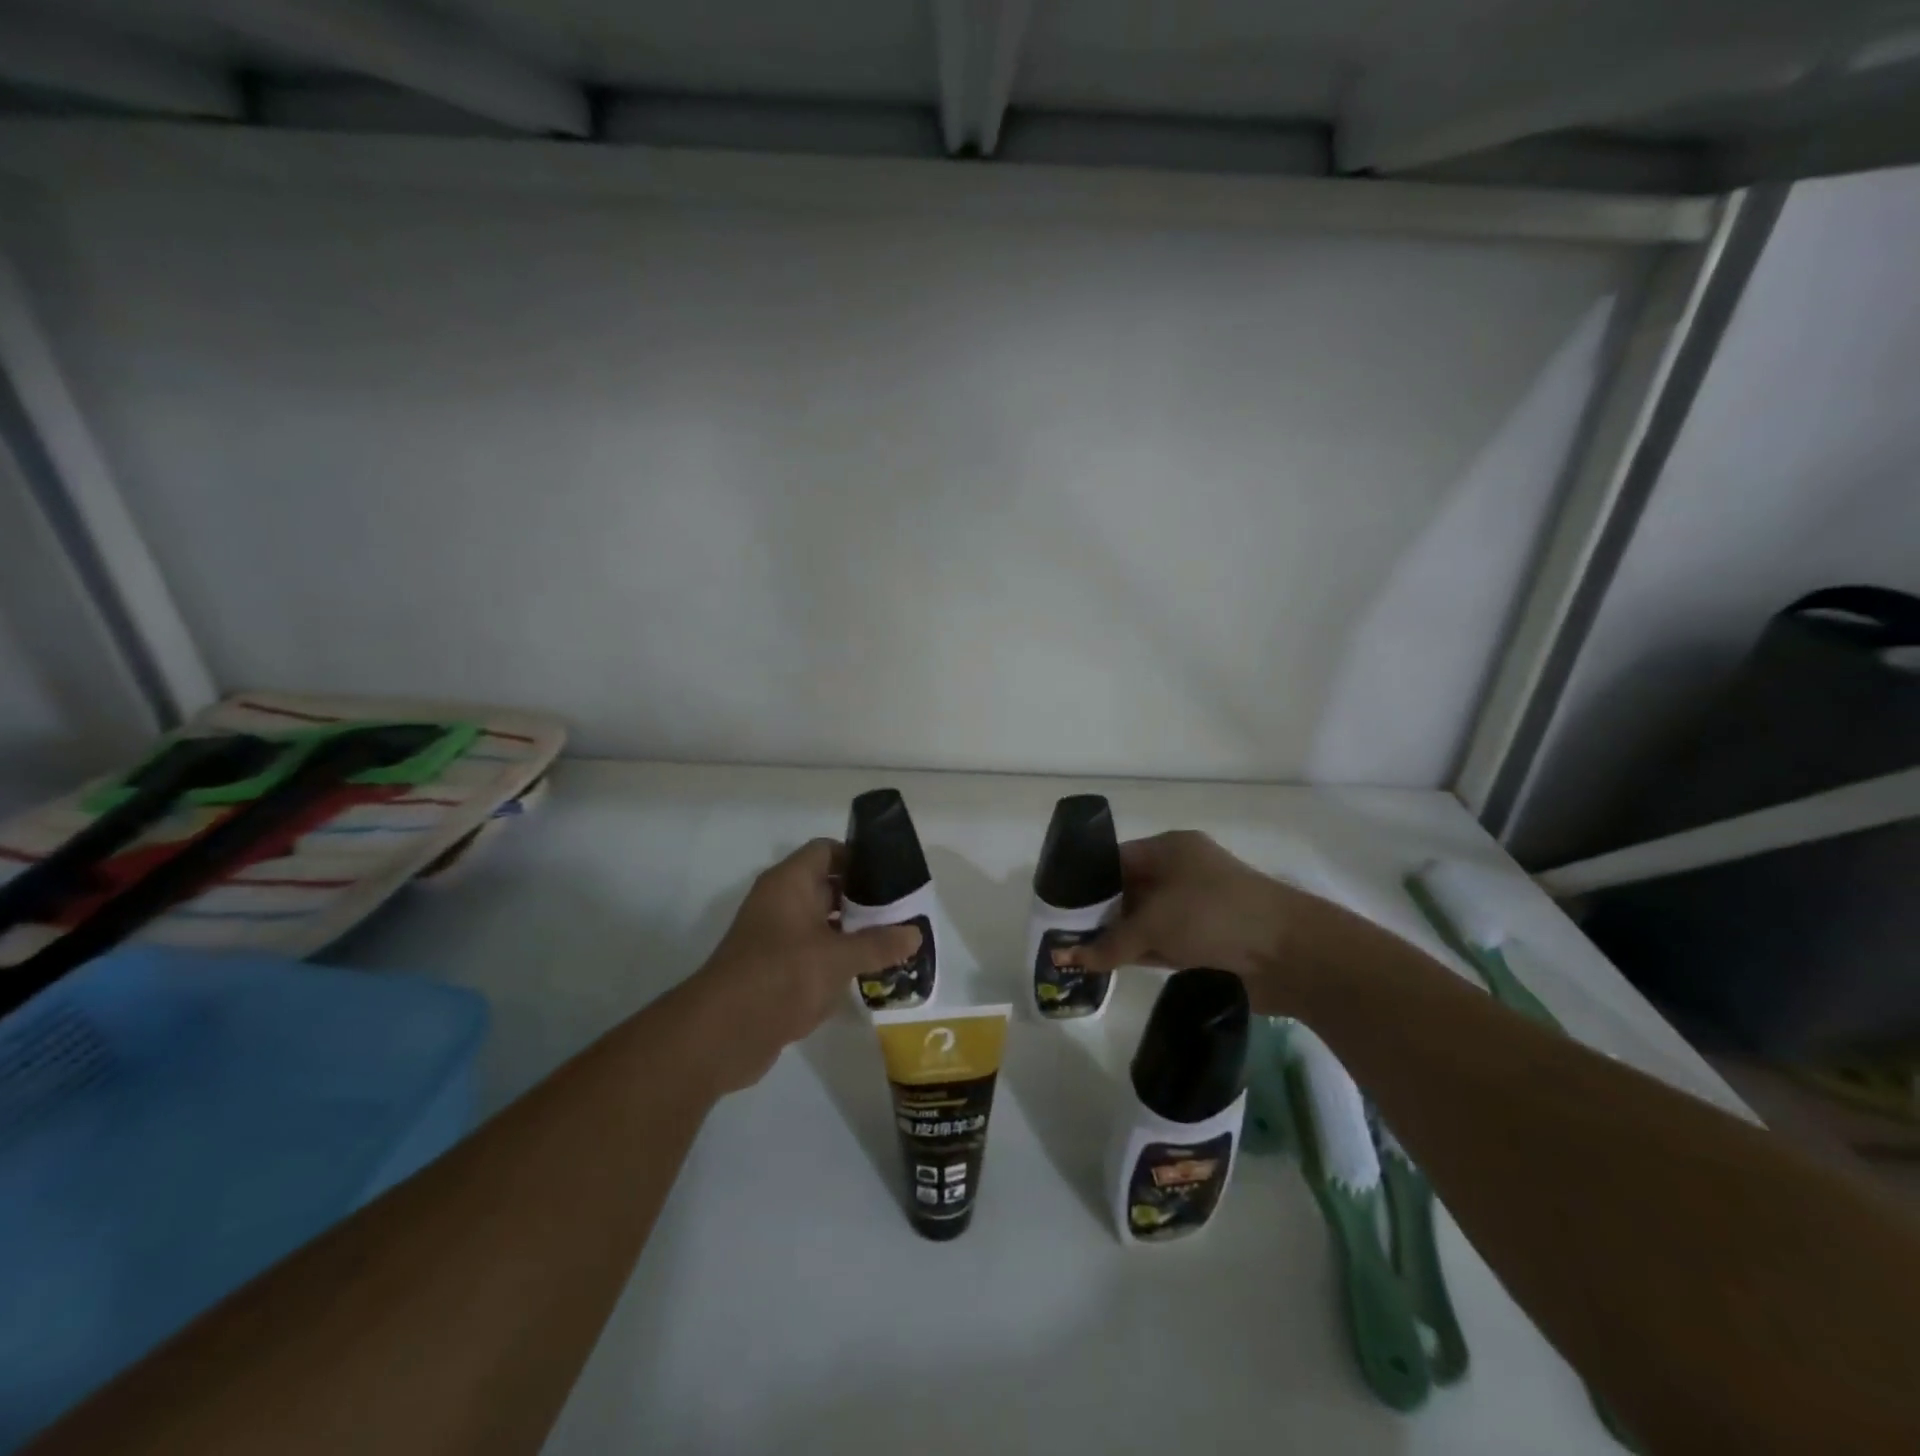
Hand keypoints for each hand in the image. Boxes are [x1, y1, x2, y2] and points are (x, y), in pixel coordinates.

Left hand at [681, 839, 921, 1094]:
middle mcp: (781, 902)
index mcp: (789, 883)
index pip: (827, 851)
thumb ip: (878, 944)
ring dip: (855, 931)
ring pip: (823, 923)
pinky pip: (814, 953)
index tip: (893, 875)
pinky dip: (839, 958)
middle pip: (828, 886)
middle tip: (904, 911)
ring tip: (896, 941)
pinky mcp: (776, 970)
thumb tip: (915, 934)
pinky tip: (869, 972)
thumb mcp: (837, 958)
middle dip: (865, 898)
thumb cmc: (780, 977)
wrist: (722, 1034)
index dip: (860, 857)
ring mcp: (776, 937)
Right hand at [1062, 831, 1316, 1010]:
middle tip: (1062, 933)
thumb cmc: (1213, 916)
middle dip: (1099, 913)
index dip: (1086, 881)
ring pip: (1144, 919)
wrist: (1289, 953)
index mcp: (1170, 849)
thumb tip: (1063, 957)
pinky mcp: (1205, 939)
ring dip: (1118, 936)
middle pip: (1128, 890)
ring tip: (1076, 953)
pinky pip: (1161, 942)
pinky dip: (1140, 952)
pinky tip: (1110, 966)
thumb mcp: (1154, 924)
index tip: (1058, 905)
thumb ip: (1107, 943)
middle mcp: (1181, 873)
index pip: (1116, 859)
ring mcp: (1195, 907)